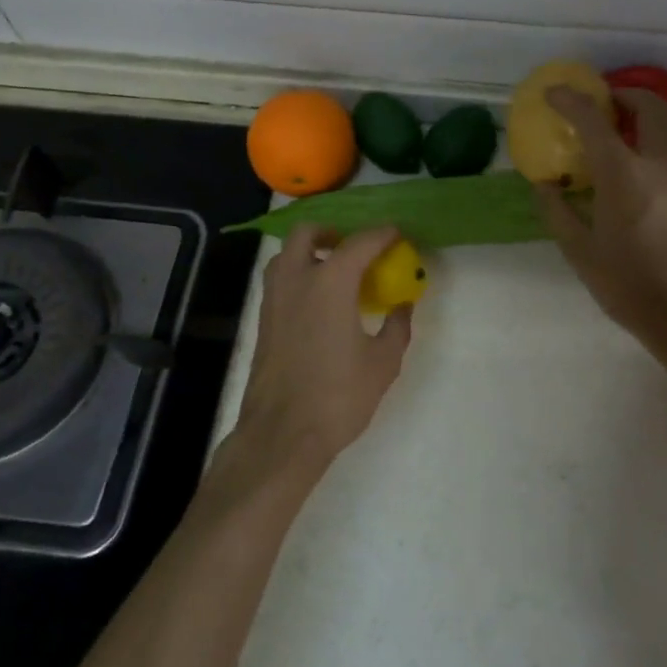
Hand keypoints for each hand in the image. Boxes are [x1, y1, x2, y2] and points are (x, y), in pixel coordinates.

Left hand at [232, 225, 413, 477]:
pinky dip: (298, 275)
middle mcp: (297, 280)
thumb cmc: (339, 395)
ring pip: (286, 254)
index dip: (381, 234)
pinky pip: (280, 280)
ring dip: (309, 251)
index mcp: (330, 282)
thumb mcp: (383, 362)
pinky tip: (319, 301)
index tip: (397, 234)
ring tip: (334, 271)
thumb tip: (403, 306)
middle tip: (354, 248)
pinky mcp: (263, 321)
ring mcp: (274, 299)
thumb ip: (397, 327)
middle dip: (331, 232)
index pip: (359, 243)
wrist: (282, 434)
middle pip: (307, 233)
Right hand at [536, 87, 666, 349]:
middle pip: (649, 106)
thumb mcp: (579, 251)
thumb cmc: (628, 284)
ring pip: (659, 132)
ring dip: (632, 123)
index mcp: (623, 175)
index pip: (594, 120)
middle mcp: (655, 166)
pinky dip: (638, 150)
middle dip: (623, 92)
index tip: (552, 93)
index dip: (571, 100)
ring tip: (601, 143)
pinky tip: (617, 180)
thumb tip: (544, 184)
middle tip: (597, 100)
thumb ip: (558, 211)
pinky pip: (659, 157)